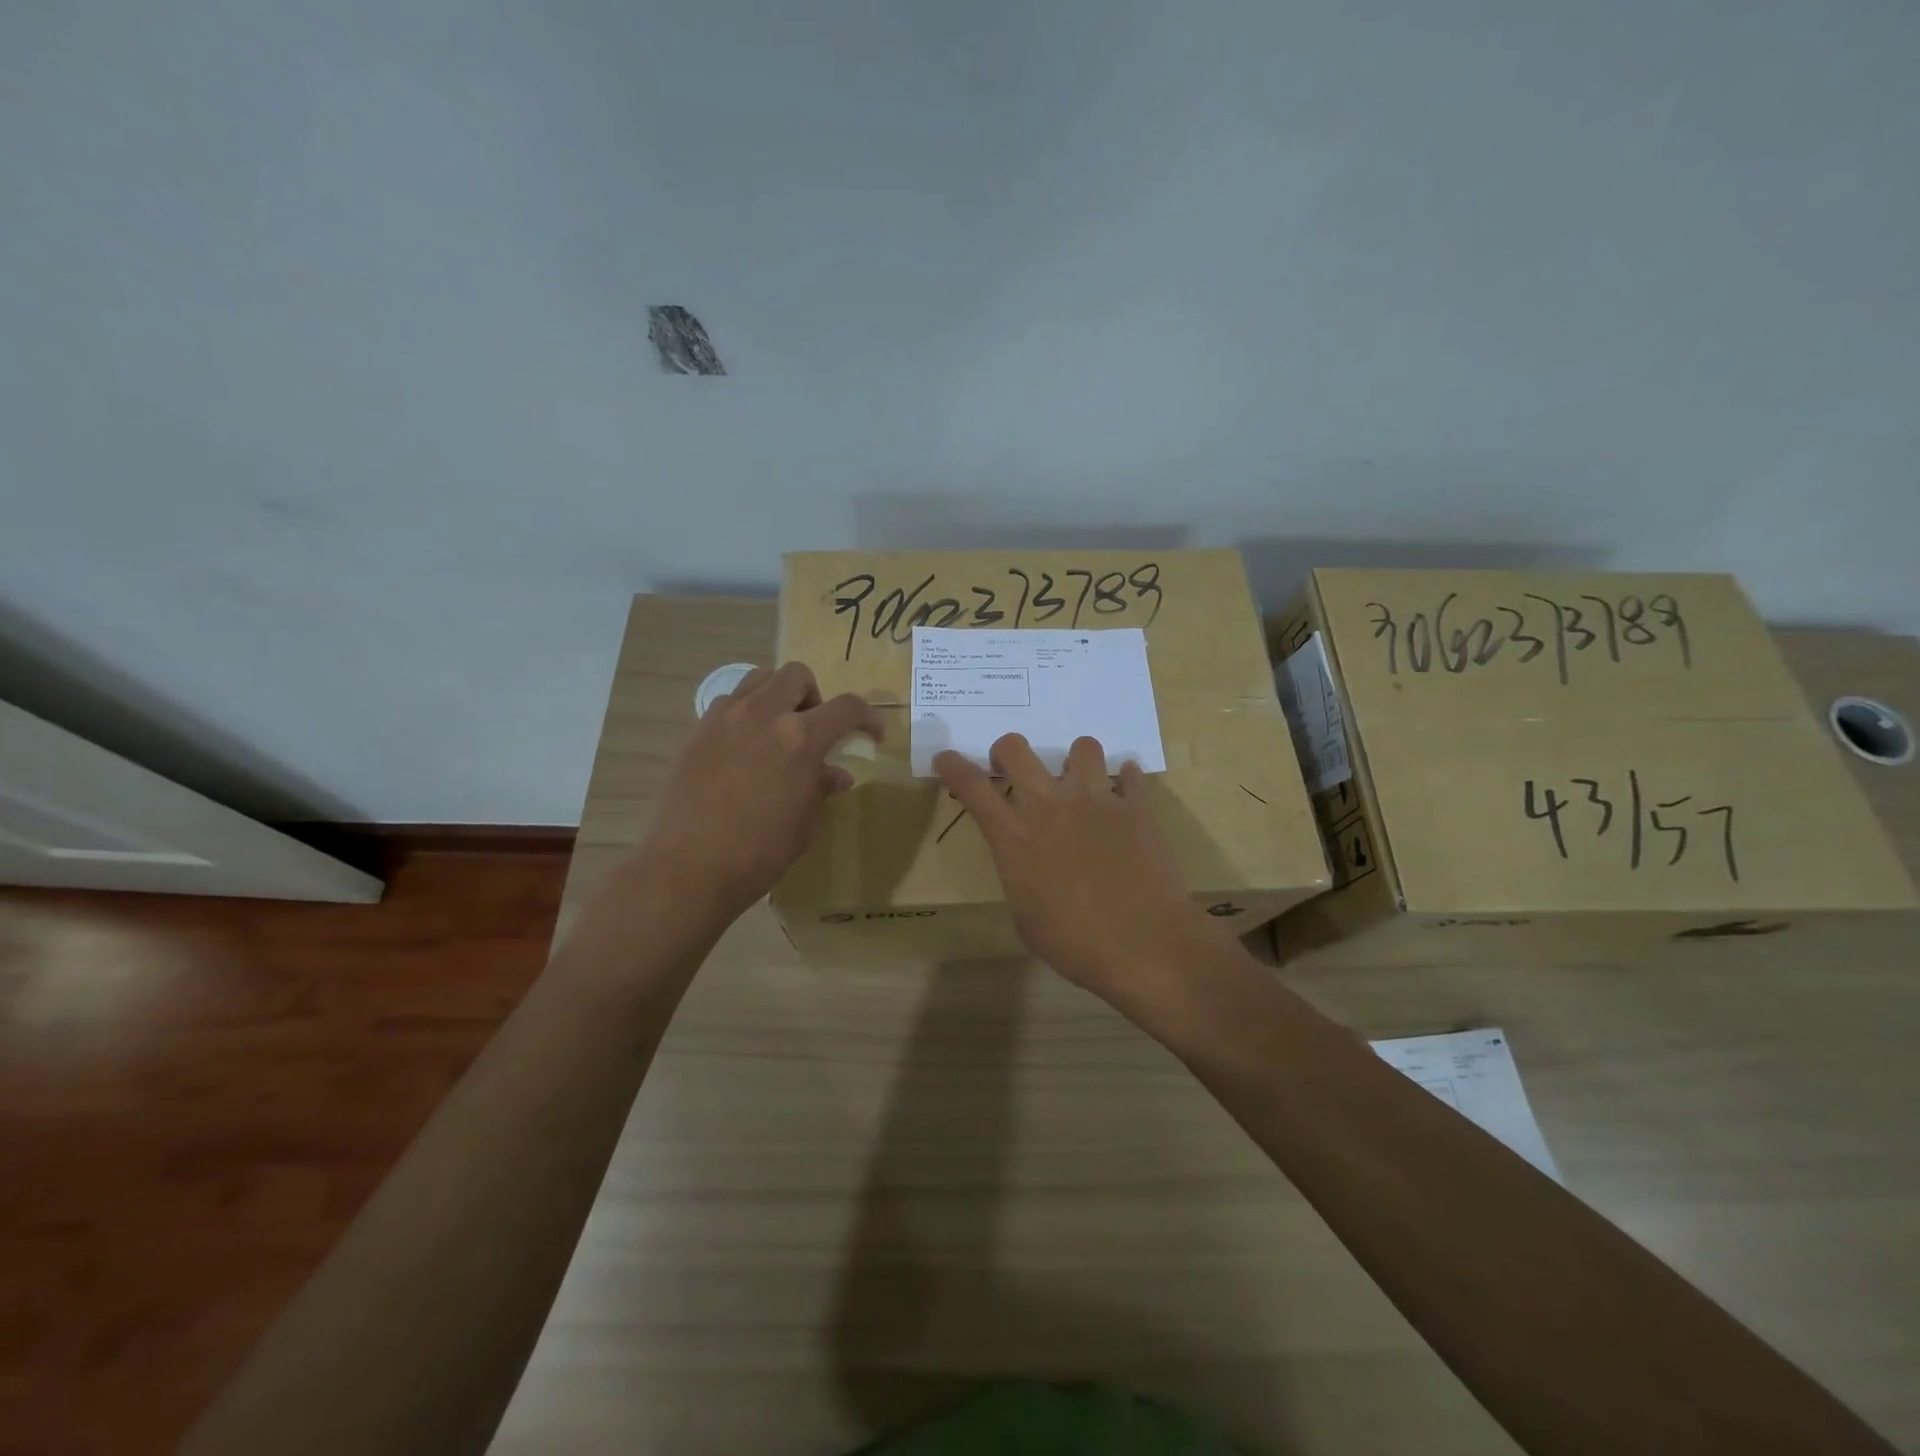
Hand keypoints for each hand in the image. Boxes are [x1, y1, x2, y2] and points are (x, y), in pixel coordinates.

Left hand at [643, 662, 882, 923]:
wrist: (690, 868)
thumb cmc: (759, 852)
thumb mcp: (804, 824)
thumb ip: (821, 788)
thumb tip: (835, 774)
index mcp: (800, 738)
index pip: (846, 708)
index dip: (868, 716)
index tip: (872, 733)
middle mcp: (763, 715)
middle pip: (796, 676)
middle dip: (814, 696)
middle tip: (813, 730)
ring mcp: (725, 718)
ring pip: (758, 679)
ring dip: (777, 697)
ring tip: (777, 732)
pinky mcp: (697, 731)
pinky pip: (728, 703)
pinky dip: (745, 714)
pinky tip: (744, 749)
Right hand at [934, 733, 1229, 1000]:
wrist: (1144, 945)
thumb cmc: (1075, 944)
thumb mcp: (1026, 917)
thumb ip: (1020, 875)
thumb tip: (1028, 865)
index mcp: (1014, 836)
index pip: (971, 785)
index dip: (953, 766)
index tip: (947, 759)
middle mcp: (1049, 805)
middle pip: (1016, 748)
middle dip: (1007, 752)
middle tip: (1015, 770)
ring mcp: (1096, 799)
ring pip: (1082, 747)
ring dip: (1076, 761)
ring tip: (1081, 784)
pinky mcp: (1136, 807)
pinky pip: (1130, 776)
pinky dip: (1126, 782)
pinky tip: (1125, 798)